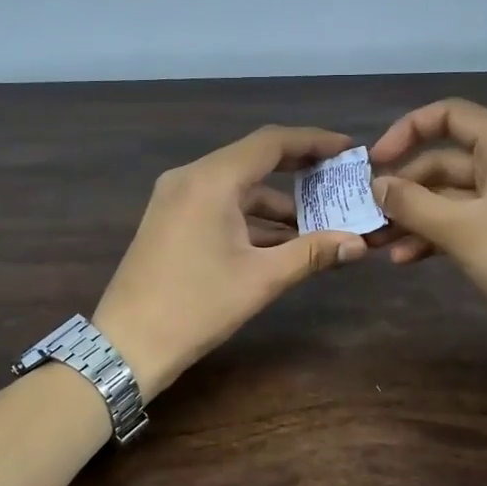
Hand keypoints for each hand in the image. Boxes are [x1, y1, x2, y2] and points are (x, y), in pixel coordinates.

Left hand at [93, 126, 368, 397]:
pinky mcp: (169, 219)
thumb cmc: (197, 307)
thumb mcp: (261, 279)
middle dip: (298, 170)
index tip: (348, 149)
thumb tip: (359, 243)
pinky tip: (280, 240)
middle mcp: (189, 177)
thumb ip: (312, 253)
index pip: (270, 142)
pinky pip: (219, 204)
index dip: (313, 141)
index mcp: (211, 180)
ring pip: (236, 186)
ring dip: (276, 202)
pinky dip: (250, 216)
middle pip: (253, 159)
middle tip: (338, 179)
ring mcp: (174, 198)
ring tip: (319, 221)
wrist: (127, 344)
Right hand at [367, 99, 486, 360]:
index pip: (449, 116)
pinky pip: (472, 218)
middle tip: (369, 217)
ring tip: (380, 245)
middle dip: (406, 190)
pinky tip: (408, 259)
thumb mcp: (461, 230)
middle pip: (447, 160)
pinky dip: (441, 233)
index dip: (405, 132)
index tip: (374, 164)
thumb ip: (412, 203)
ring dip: (417, 217)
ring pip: (455, 195)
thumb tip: (376, 185)